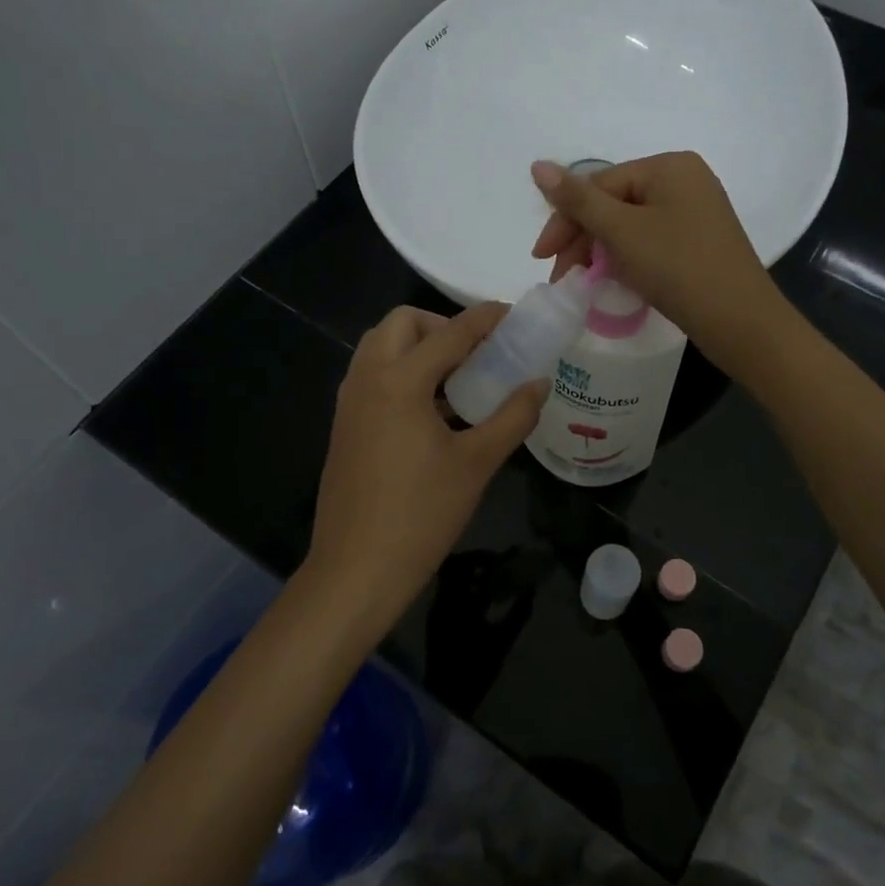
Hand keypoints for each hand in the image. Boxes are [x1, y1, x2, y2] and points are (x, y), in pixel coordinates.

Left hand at [305, 303, 546, 627]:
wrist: (356, 570)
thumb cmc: (421, 514)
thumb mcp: (477, 463)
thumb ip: (513, 416)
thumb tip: (539, 383)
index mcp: (399, 380)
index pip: (451, 332)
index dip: (486, 319)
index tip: (513, 315)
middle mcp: (367, 379)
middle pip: (402, 323)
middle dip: (441, 326)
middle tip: (476, 355)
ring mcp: (349, 402)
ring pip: (381, 348)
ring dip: (418, 349)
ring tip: (457, 383)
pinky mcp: (344, 426)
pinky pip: (373, 376)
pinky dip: (402, 374)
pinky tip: (433, 413)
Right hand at [530, 152, 789, 373]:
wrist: (740, 322)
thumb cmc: (678, 267)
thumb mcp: (622, 231)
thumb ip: (577, 200)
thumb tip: (537, 165)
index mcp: (668, 167)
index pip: (599, 184)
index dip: (565, 219)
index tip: (542, 258)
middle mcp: (684, 181)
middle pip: (614, 203)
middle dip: (582, 239)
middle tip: (561, 276)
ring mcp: (695, 213)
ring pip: (630, 225)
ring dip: (600, 252)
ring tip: (583, 283)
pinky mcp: (699, 243)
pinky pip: (650, 241)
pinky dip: (627, 259)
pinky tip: (613, 280)